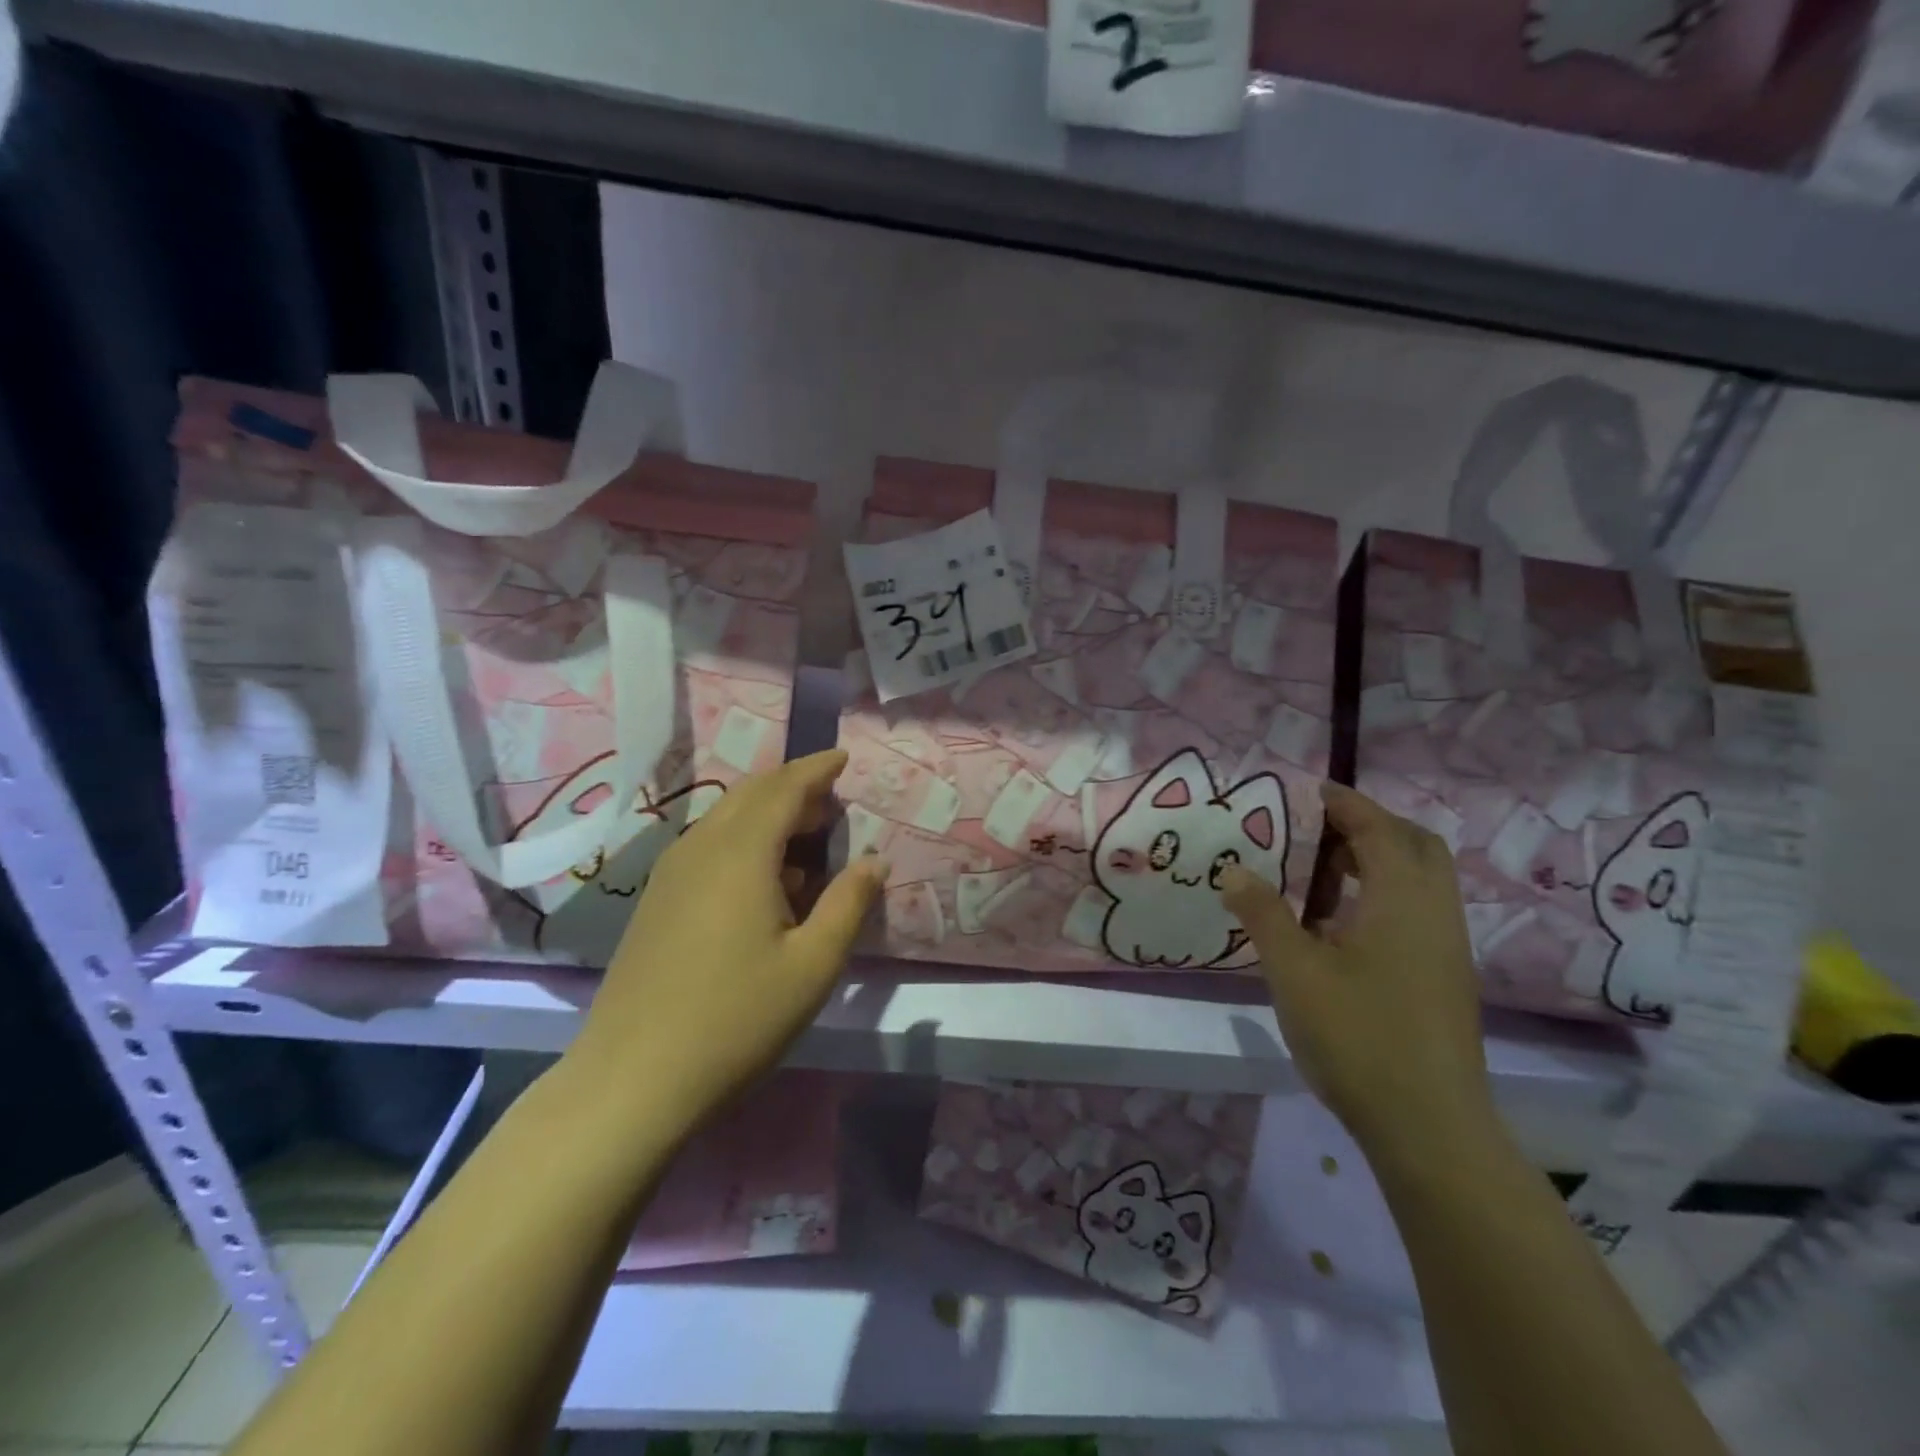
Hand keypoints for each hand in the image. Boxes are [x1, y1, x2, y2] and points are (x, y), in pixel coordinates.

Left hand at [569, 750, 886, 1125]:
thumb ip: (849, 904)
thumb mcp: (813, 966)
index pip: (784, 788)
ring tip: (806, 840)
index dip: (817, 769)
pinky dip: (744, 841)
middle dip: (794, 787)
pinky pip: (708, 846)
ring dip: (768, 814)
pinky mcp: (656, 900)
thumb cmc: (736, 1020)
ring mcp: (671, 873)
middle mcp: (701, 848)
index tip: (844, 758)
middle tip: (832, 801)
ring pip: (726, 819)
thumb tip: (875, 861)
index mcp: (741, 854)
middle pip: (751, 794)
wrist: (632, 1079)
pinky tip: (765, 883)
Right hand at [1219, 782, 1501, 1174]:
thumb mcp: (1295, 971)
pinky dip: (1383, 894)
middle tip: (1318, 828)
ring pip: (1420, 880)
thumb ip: (1263, 914)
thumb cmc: (1358, 1037)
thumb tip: (1233, 872)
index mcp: (1402, 901)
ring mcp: (1446, 948)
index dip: (1345, 802)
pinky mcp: (1444, 977)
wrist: (1428, 1128)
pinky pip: (1417, 910)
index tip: (1307, 789)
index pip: (1378, 829)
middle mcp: (1435, 914)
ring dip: (1377, 861)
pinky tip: (1341, 923)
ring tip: (1321, 870)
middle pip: (1415, 845)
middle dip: (1369, 825)